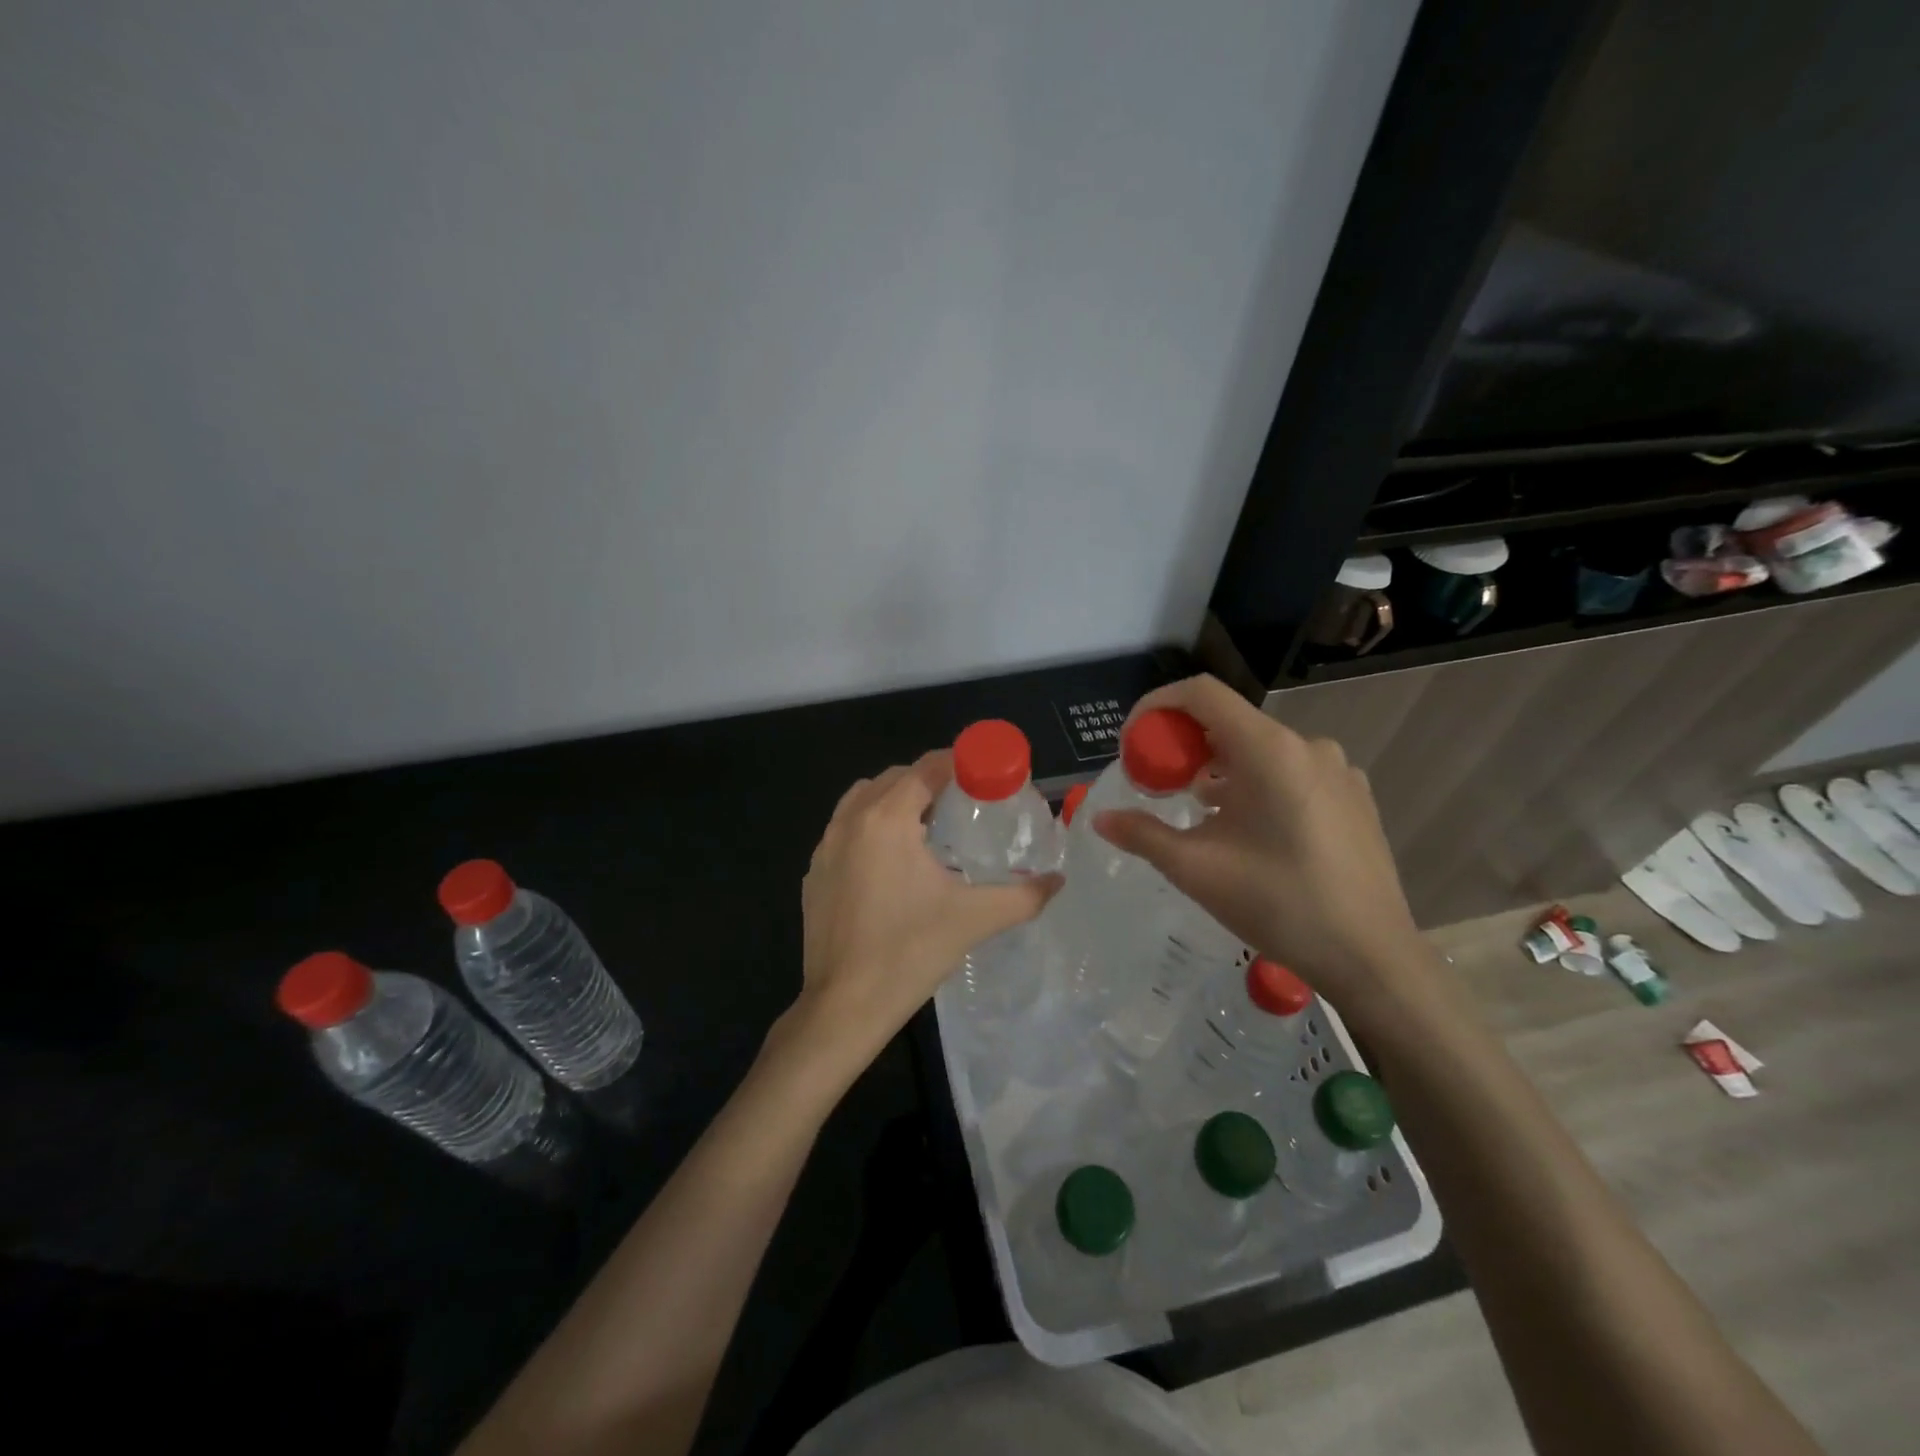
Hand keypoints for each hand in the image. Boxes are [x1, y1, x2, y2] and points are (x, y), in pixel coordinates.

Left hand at [790, 751, 1057, 1070]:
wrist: (845, 1006)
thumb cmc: (910, 953)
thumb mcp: (974, 919)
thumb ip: (1023, 895)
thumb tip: (1057, 881)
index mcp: (886, 819)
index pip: (925, 768)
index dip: (957, 762)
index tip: (984, 773)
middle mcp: (850, 821)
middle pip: (892, 778)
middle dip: (927, 780)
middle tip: (961, 803)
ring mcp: (825, 847)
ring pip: (861, 799)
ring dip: (893, 800)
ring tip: (925, 828)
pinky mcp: (814, 874)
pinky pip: (843, 830)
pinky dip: (869, 828)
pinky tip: (890, 865)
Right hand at [1093, 675, 1425, 1002]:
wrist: (1371, 957)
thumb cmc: (1278, 904)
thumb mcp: (1197, 869)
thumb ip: (1143, 835)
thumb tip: (1100, 819)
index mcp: (1268, 750)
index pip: (1201, 694)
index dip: (1157, 706)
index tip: (1133, 742)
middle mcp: (1306, 745)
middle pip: (1229, 722)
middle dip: (1184, 747)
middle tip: (1158, 786)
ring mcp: (1337, 769)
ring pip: (1260, 749)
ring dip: (1220, 769)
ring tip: (1202, 814)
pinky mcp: (1353, 795)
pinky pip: (1291, 771)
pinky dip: (1257, 784)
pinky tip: (1251, 830)